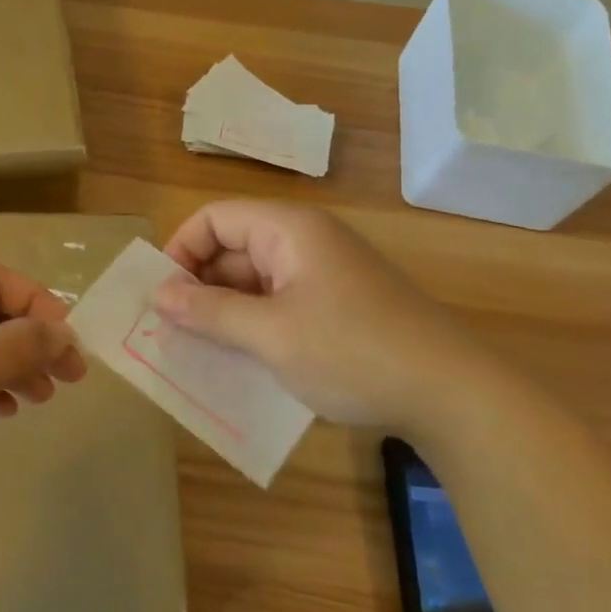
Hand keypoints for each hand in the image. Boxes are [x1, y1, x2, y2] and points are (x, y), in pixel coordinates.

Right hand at [153, 200, 505, 432]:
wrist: (451, 394)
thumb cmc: (352, 351)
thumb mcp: (270, 334)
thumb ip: (210, 311)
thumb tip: (158, 295)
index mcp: (288, 229)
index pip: (214, 218)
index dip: (180, 250)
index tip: (162, 297)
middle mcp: (304, 241)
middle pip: (232, 247)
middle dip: (199, 284)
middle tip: (172, 331)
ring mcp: (323, 274)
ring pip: (254, 279)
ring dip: (224, 309)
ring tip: (198, 349)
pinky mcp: (336, 305)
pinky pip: (278, 302)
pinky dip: (253, 323)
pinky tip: (240, 358)